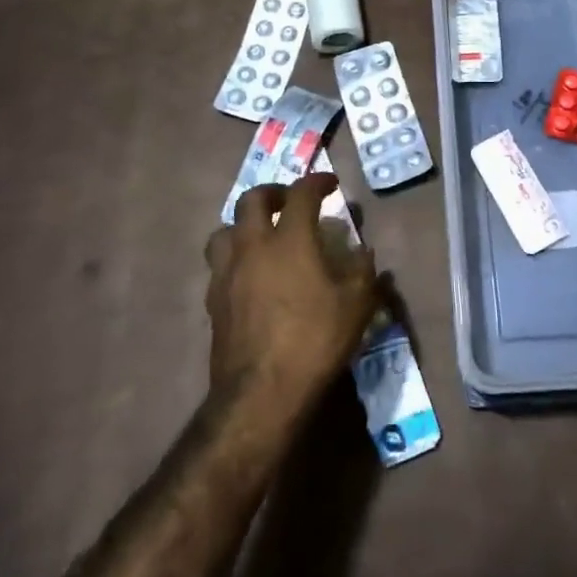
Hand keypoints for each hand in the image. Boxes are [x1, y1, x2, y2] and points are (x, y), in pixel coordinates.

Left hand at [205, 174, 378, 412]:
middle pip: (252, 199)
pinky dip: (234, 258)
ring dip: (244, 224)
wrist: (260, 394)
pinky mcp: (213, 301)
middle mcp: (253, 247)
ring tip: (261, 235)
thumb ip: (363, 272)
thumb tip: (363, 252)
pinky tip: (249, 275)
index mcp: (289, 240)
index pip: (301, 193)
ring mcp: (227, 274)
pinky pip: (219, 265)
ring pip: (225, 230)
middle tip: (289, 201)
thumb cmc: (313, 342)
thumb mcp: (356, 306)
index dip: (317, 182)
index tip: (331, 184)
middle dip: (273, 192)